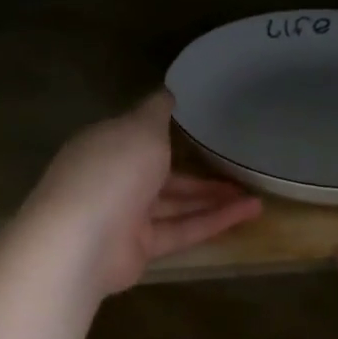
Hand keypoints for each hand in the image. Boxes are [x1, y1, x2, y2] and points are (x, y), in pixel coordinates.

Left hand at [25, 91, 262, 295]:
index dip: (173, 131)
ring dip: (215, 198)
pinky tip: (248, 212)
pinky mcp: (142, 247)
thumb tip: (169, 91)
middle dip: (201, 171)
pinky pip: (183, 229)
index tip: (206, 126)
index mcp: (107, 145)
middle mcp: (115, 178)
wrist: (82, 241)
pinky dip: (214, 221)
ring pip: (177, 204)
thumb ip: (158, 111)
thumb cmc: (112, 171)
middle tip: (239, 167)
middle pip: (164, 173)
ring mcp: (126, 216)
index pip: (141, 135)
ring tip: (255, 195)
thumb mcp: (140, 127)